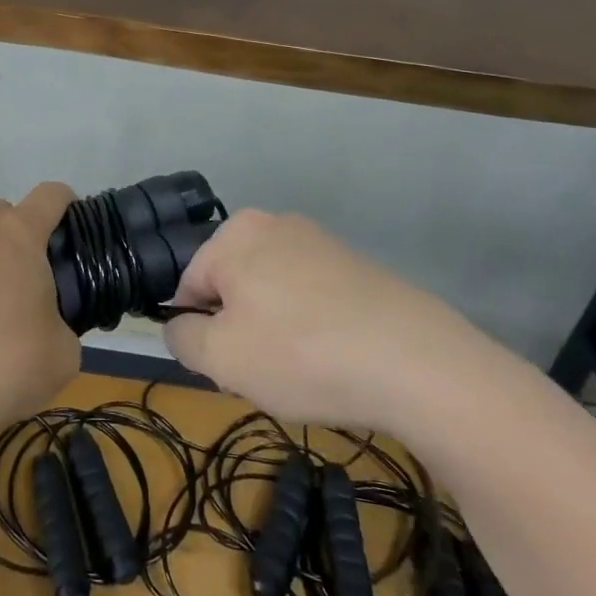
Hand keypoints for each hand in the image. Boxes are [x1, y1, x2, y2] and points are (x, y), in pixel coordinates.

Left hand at [0, 184, 80, 429]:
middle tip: (15, 285)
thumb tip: (48, 326)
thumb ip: (60, 324)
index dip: (62, 205)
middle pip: (1, 215)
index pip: (50, 195)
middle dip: (11, 239)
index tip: (65, 226)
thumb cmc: (3, 362)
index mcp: (20, 233)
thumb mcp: (61, 354)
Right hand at [162, 210, 492, 432]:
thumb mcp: (221, 358)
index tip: (227, 368)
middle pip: (233, 286)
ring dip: (275, 331)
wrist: (415, 362)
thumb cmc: (301, 353)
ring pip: (272, 294)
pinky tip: (334, 361)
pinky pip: (311, 298)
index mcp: (235, 234)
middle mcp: (274, 223)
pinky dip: (312, 328)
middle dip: (239, 330)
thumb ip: (182, 337)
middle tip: (263, 371)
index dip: (200, 332)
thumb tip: (180, 325)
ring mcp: (320, 242)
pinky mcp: (356, 266)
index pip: (190, 285)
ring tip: (303, 371)